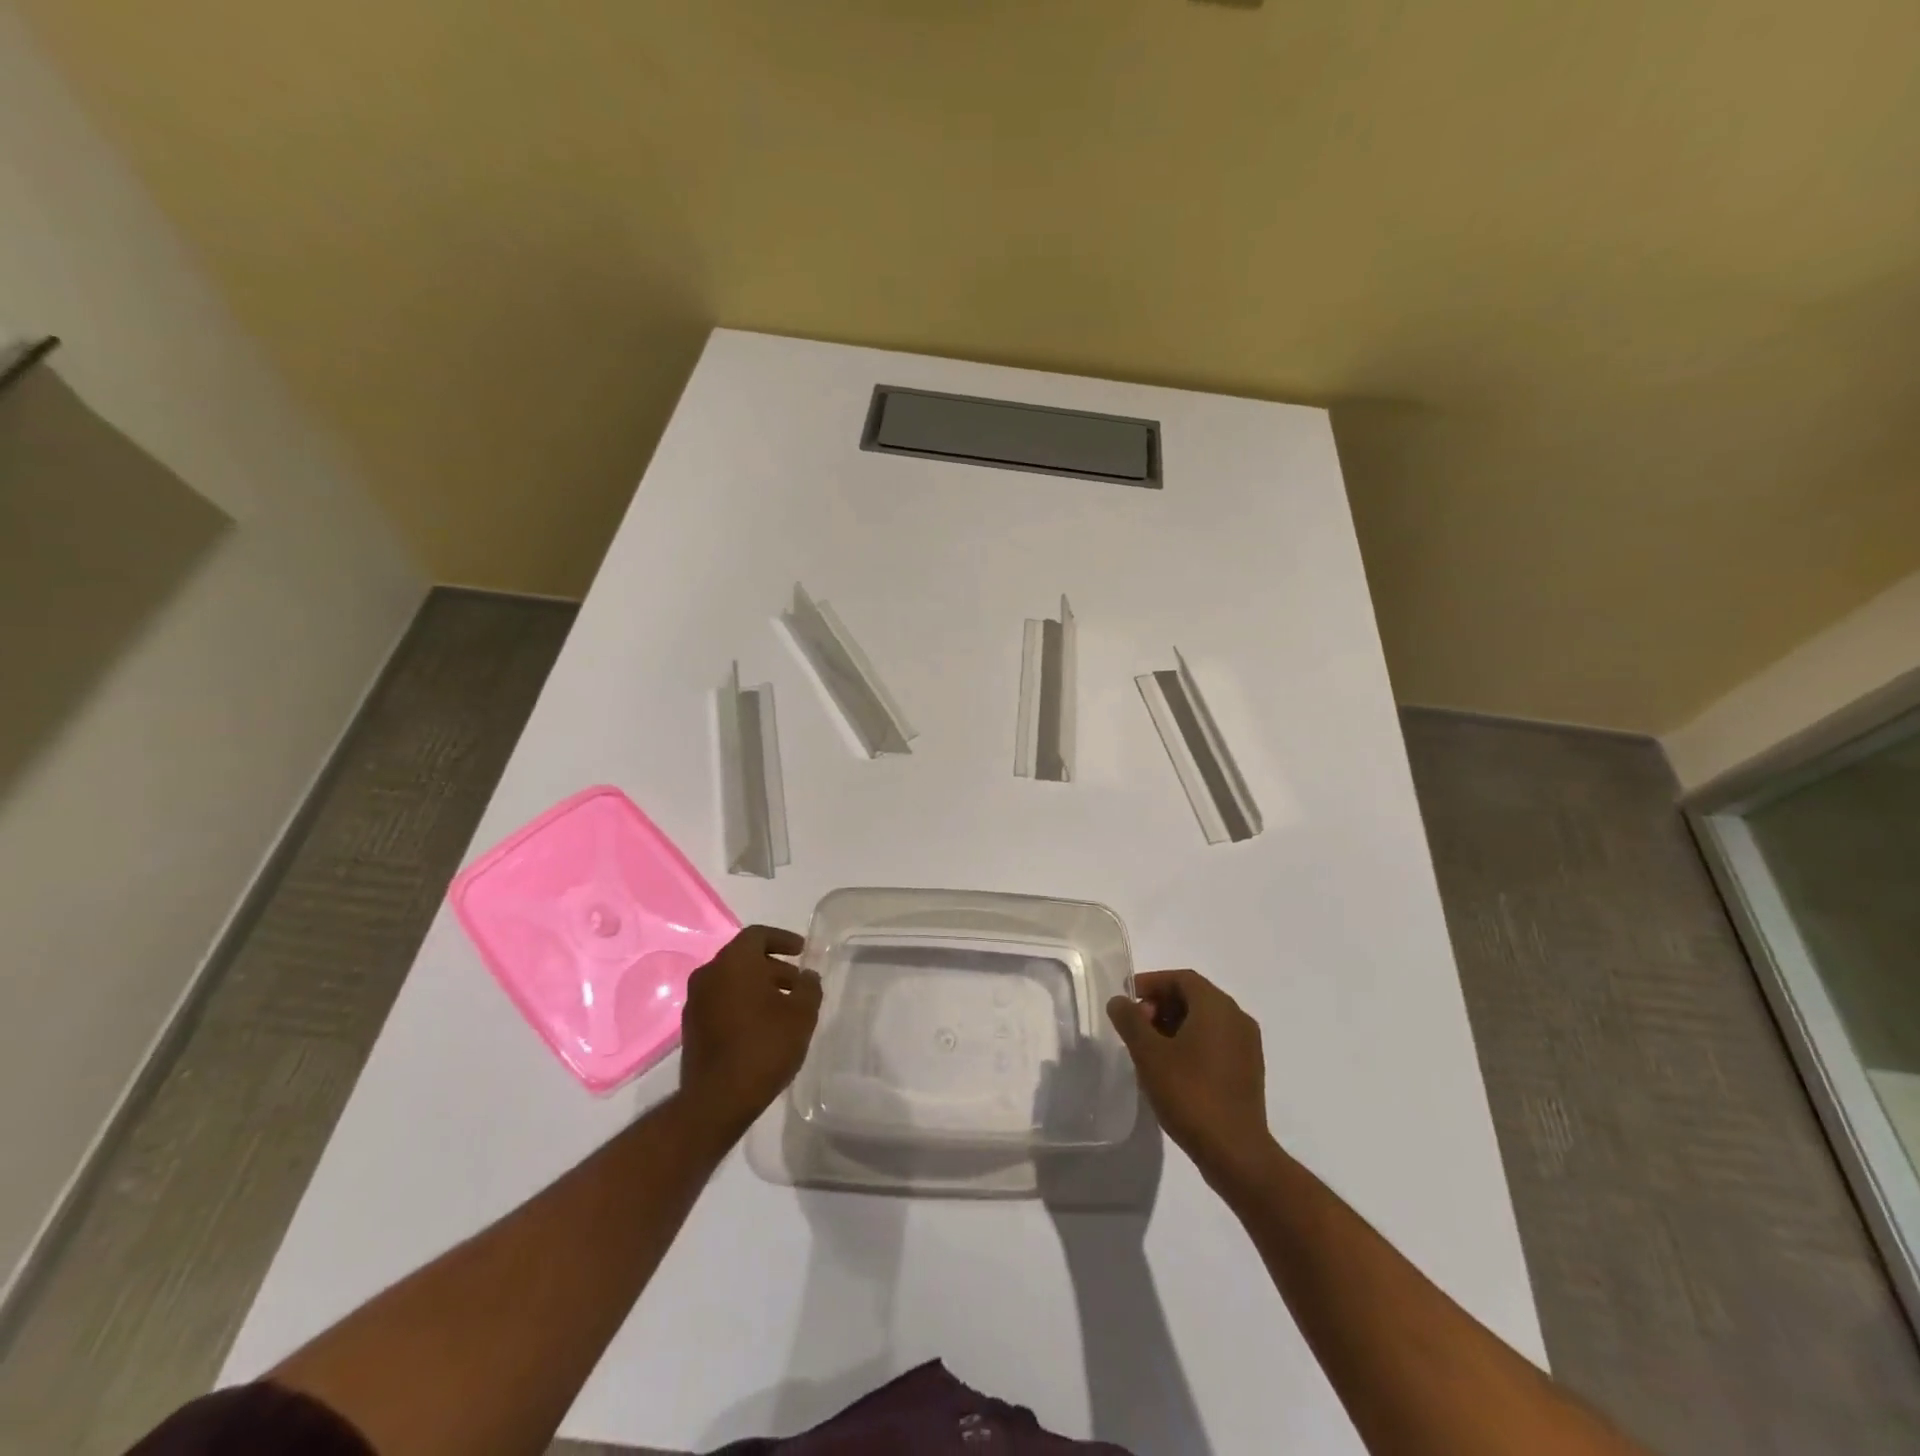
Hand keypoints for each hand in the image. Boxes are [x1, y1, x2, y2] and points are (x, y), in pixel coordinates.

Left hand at [678, 925, 821, 1142]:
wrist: (717, 1100)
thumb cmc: (764, 1046)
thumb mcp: (802, 1014)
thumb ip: (809, 987)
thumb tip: (807, 976)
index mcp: (734, 962)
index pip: (757, 935)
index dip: (782, 939)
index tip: (802, 951)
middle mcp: (709, 974)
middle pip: (743, 958)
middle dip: (772, 966)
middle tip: (796, 982)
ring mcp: (695, 1002)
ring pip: (731, 981)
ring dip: (757, 986)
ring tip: (783, 1006)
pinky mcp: (691, 1027)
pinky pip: (721, 1001)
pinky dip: (742, 1003)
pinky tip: (762, 1025)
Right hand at [1107, 969, 1272, 1185]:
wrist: (1236, 1152)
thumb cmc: (1190, 1094)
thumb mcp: (1149, 1054)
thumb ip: (1130, 1021)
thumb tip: (1119, 1001)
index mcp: (1216, 1006)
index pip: (1181, 978)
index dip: (1152, 983)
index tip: (1128, 1000)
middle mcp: (1237, 1018)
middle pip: (1194, 996)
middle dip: (1161, 1005)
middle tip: (1136, 1026)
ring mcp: (1247, 1045)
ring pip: (1205, 1020)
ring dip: (1175, 1024)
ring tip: (1150, 1048)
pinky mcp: (1249, 1070)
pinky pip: (1216, 1041)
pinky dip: (1192, 1042)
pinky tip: (1172, 1068)